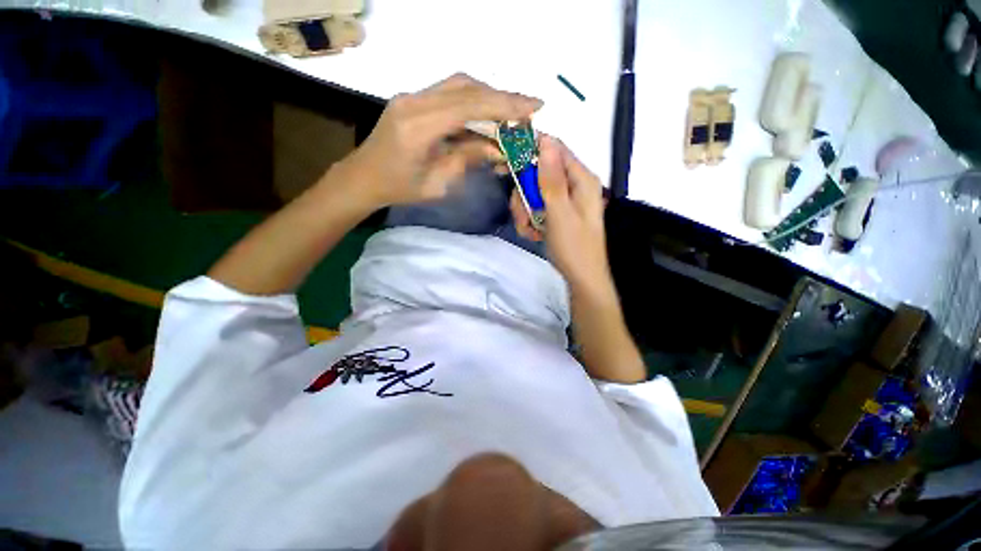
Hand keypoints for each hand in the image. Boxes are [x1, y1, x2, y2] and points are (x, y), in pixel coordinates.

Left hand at [334, 73, 541, 207]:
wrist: (363, 178)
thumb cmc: (399, 189)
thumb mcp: (437, 184)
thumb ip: (467, 159)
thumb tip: (497, 148)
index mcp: (418, 126)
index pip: (469, 105)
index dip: (504, 104)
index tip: (533, 106)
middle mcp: (414, 102)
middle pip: (465, 87)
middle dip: (501, 97)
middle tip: (528, 109)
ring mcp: (412, 97)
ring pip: (458, 85)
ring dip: (488, 97)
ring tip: (512, 113)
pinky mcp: (413, 100)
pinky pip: (449, 93)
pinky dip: (473, 102)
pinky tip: (487, 115)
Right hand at [512, 136, 612, 294]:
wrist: (581, 278)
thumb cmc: (573, 247)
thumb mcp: (560, 213)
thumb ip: (552, 179)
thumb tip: (545, 141)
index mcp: (581, 179)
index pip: (554, 149)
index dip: (530, 151)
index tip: (506, 162)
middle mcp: (574, 185)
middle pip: (539, 173)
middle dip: (524, 194)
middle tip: (521, 214)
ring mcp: (565, 200)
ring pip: (534, 192)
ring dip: (525, 211)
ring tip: (528, 231)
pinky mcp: (558, 213)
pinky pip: (537, 207)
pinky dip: (530, 220)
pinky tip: (533, 234)